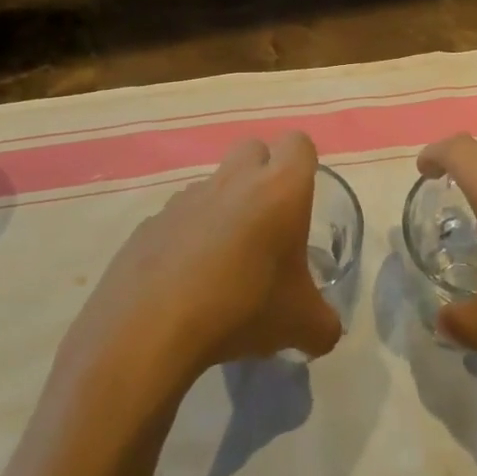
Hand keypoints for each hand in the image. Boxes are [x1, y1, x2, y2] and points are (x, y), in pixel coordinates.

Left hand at [70, 133, 342, 389]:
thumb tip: (325, 332)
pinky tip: (188, 281)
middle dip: (263, 173)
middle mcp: (234, 180)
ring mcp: (186, 197)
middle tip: (269, 222)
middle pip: (253, 148)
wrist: (150, 327)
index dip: (303, 164)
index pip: (298, 143)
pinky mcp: (152, 221)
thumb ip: (323, 324)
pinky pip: (180, 217)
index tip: (302, 200)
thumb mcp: (300, 325)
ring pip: (215, 184)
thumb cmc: (242, 307)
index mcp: (278, 189)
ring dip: (225, 207)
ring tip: (227, 261)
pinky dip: (189, 237)